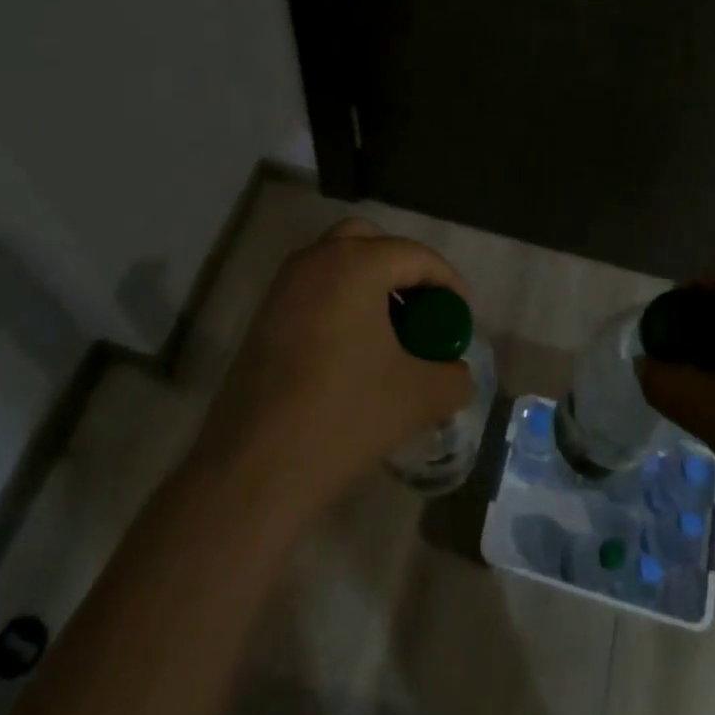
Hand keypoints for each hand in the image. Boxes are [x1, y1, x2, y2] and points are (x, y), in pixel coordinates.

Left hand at [192, 218, 473, 512]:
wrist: (252, 472)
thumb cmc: (343, 417)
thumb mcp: (419, 397)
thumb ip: (454, 377)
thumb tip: (459, 373)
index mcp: (355, 265)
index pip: (415, 255)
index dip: (447, 282)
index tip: (462, 316)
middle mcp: (315, 261)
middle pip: (369, 242)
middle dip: (402, 267)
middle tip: (424, 307)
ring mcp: (282, 288)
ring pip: (336, 263)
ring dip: (369, 284)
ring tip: (393, 331)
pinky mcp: (263, 319)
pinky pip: (314, 290)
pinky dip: (341, 302)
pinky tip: (355, 351)